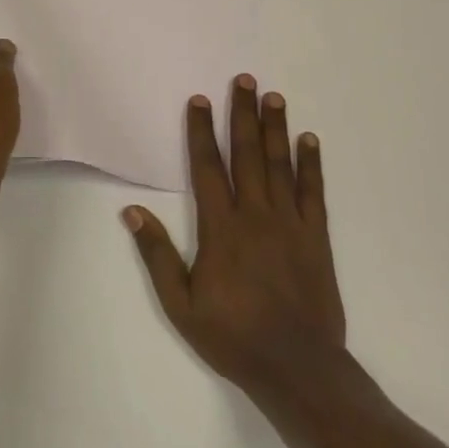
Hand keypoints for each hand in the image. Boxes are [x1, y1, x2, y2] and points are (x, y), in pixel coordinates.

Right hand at [123, 75, 348, 405]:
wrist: (297, 367)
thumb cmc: (233, 336)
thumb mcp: (180, 304)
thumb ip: (157, 254)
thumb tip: (132, 212)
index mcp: (221, 228)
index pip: (208, 168)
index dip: (201, 131)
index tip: (200, 100)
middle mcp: (256, 215)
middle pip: (247, 154)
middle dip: (243, 114)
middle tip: (245, 80)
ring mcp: (290, 224)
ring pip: (280, 165)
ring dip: (276, 128)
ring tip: (274, 97)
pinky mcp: (316, 237)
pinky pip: (314, 193)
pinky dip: (311, 164)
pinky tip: (309, 140)